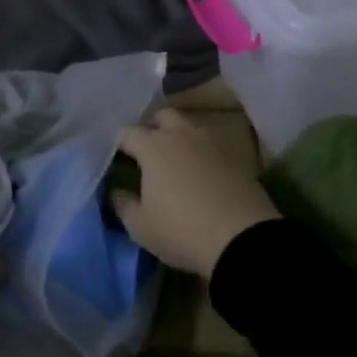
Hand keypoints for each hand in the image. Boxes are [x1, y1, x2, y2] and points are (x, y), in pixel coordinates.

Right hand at [111, 108, 279, 278]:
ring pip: (190, 128)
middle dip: (152, 127)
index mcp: (153, 146)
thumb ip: (123, 205)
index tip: (114, 156)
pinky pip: (211, 147)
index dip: (117, 143)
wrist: (242, 239)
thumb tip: (116, 192)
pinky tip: (201, 174)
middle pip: (162, 116)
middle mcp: (181, 135)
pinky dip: (202, 155)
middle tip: (146, 149)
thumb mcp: (141, 227)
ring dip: (179, 138)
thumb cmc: (181, 230)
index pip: (127, 133)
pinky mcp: (235, 158)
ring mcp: (211, 144)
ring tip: (174, 161)